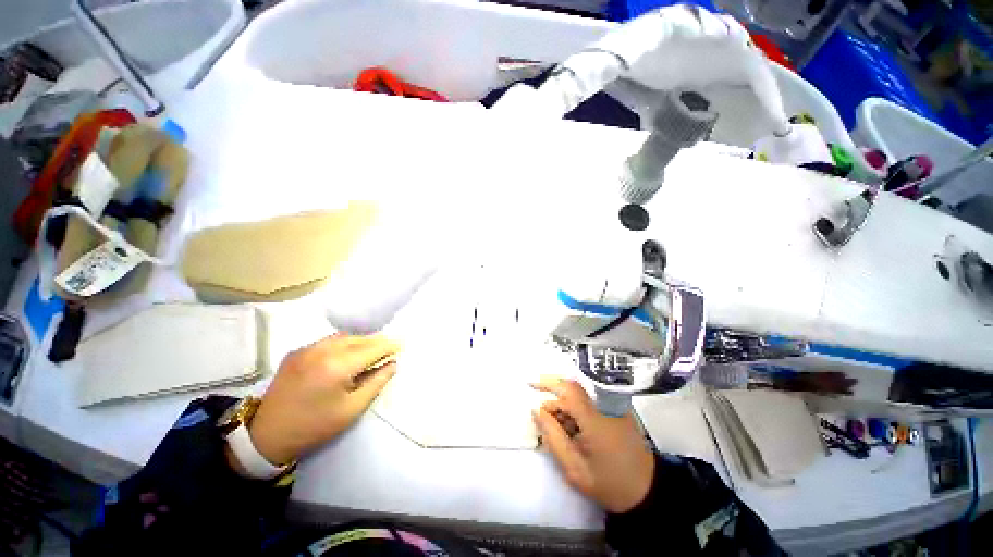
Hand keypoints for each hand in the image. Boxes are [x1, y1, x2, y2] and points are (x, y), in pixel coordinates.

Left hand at [247, 334, 399, 464]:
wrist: (267, 436)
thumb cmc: (314, 427)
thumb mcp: (352, 409)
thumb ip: (376, 382)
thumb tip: (392, 364)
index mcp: (337, 367)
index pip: (372, 348)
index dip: (389, 346)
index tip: (401, 345)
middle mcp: (322, 350)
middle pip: (359, 338)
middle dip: (376, 342)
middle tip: (388, 349)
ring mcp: (307, 349)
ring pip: (344, 337)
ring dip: (360, 341)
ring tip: (369, 351)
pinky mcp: (296, 352)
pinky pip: (327, 341)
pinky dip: (343, 344)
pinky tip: (346, 355)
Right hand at [531, 377, 654, 513]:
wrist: (647, 492)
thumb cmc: (609, 483)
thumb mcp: (574, 468)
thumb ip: (553, 436)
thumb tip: (537, 410)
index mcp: (594, 420)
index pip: (568, 390)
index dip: (547, 384)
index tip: (530, 386)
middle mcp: (605, 407)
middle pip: (573, 389)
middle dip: (554, 394)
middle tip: (541, 408)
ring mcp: (614, 407)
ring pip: (581, 396)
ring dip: (565, 406)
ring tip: (560, 430)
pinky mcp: (618, 411)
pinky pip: (591, 402)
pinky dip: (577, 411)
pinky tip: (574, 430)